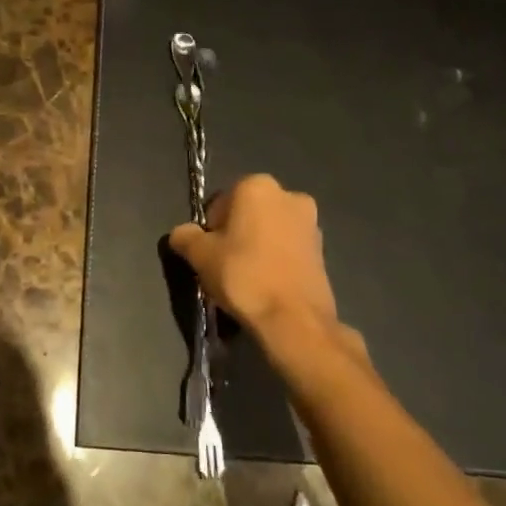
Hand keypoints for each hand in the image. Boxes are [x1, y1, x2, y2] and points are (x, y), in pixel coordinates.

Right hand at [169, 173, 339, 339]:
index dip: (210, 228)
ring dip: (256, 247)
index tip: (208, 253)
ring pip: (270, 231)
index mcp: (257, 186)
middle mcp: (289, 195)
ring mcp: (311, 223)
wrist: (294, 319)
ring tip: (247, 279)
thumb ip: (185, 237)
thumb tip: (182, 234)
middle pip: (248, 213)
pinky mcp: (323, 250)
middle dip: (235, 234)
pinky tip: (267, 285)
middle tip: (224, 265)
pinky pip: (288, 249)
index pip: (221, 201)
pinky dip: (275, 260)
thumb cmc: (243, 276)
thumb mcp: (200, 255)